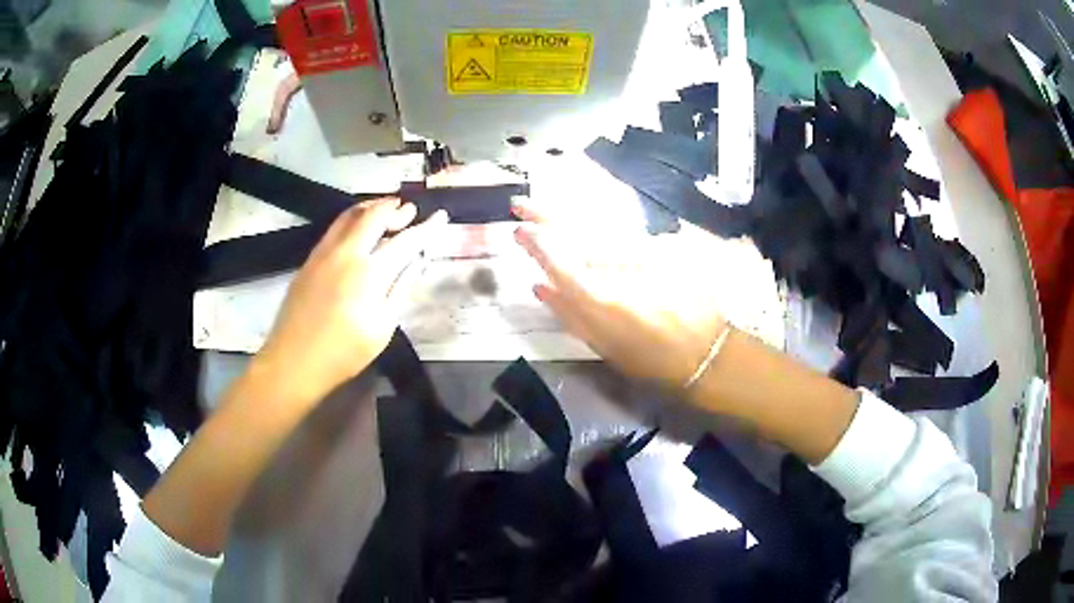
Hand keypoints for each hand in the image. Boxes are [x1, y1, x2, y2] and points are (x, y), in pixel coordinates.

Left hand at [255, 197, 446, 402]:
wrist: (293, 362)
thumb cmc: (343, 353)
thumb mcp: (382, 328)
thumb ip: (400, 289)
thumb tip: (415, 261)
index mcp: (370, 273)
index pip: (405, 241)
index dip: (426, 227)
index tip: (440, 216)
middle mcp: (347, 253)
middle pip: (375, 216)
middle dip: (396, 209)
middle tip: (410, 210)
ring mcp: (324, 253)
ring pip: (351, 215)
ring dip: (372, 207)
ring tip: (387, 208)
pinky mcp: (310, 259)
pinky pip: (335, 227)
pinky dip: (353, 218)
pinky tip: (359, 228)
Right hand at [512, 202, 726, 390]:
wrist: (705, 348)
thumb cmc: (650, 358)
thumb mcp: (603, 346)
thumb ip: (568, 314)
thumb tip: (540, 286)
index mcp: (599, 299)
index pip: (558, 262)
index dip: (536, 244)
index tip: (519, 229)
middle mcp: (616, 268)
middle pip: (574, 233)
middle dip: (544, 215)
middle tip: (521, 203)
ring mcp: (639, 253)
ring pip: (595, 226)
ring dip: (567, 214)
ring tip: (544, 206)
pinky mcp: (656, 248)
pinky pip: (618, 232)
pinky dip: (597, 226)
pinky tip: (584, 222)